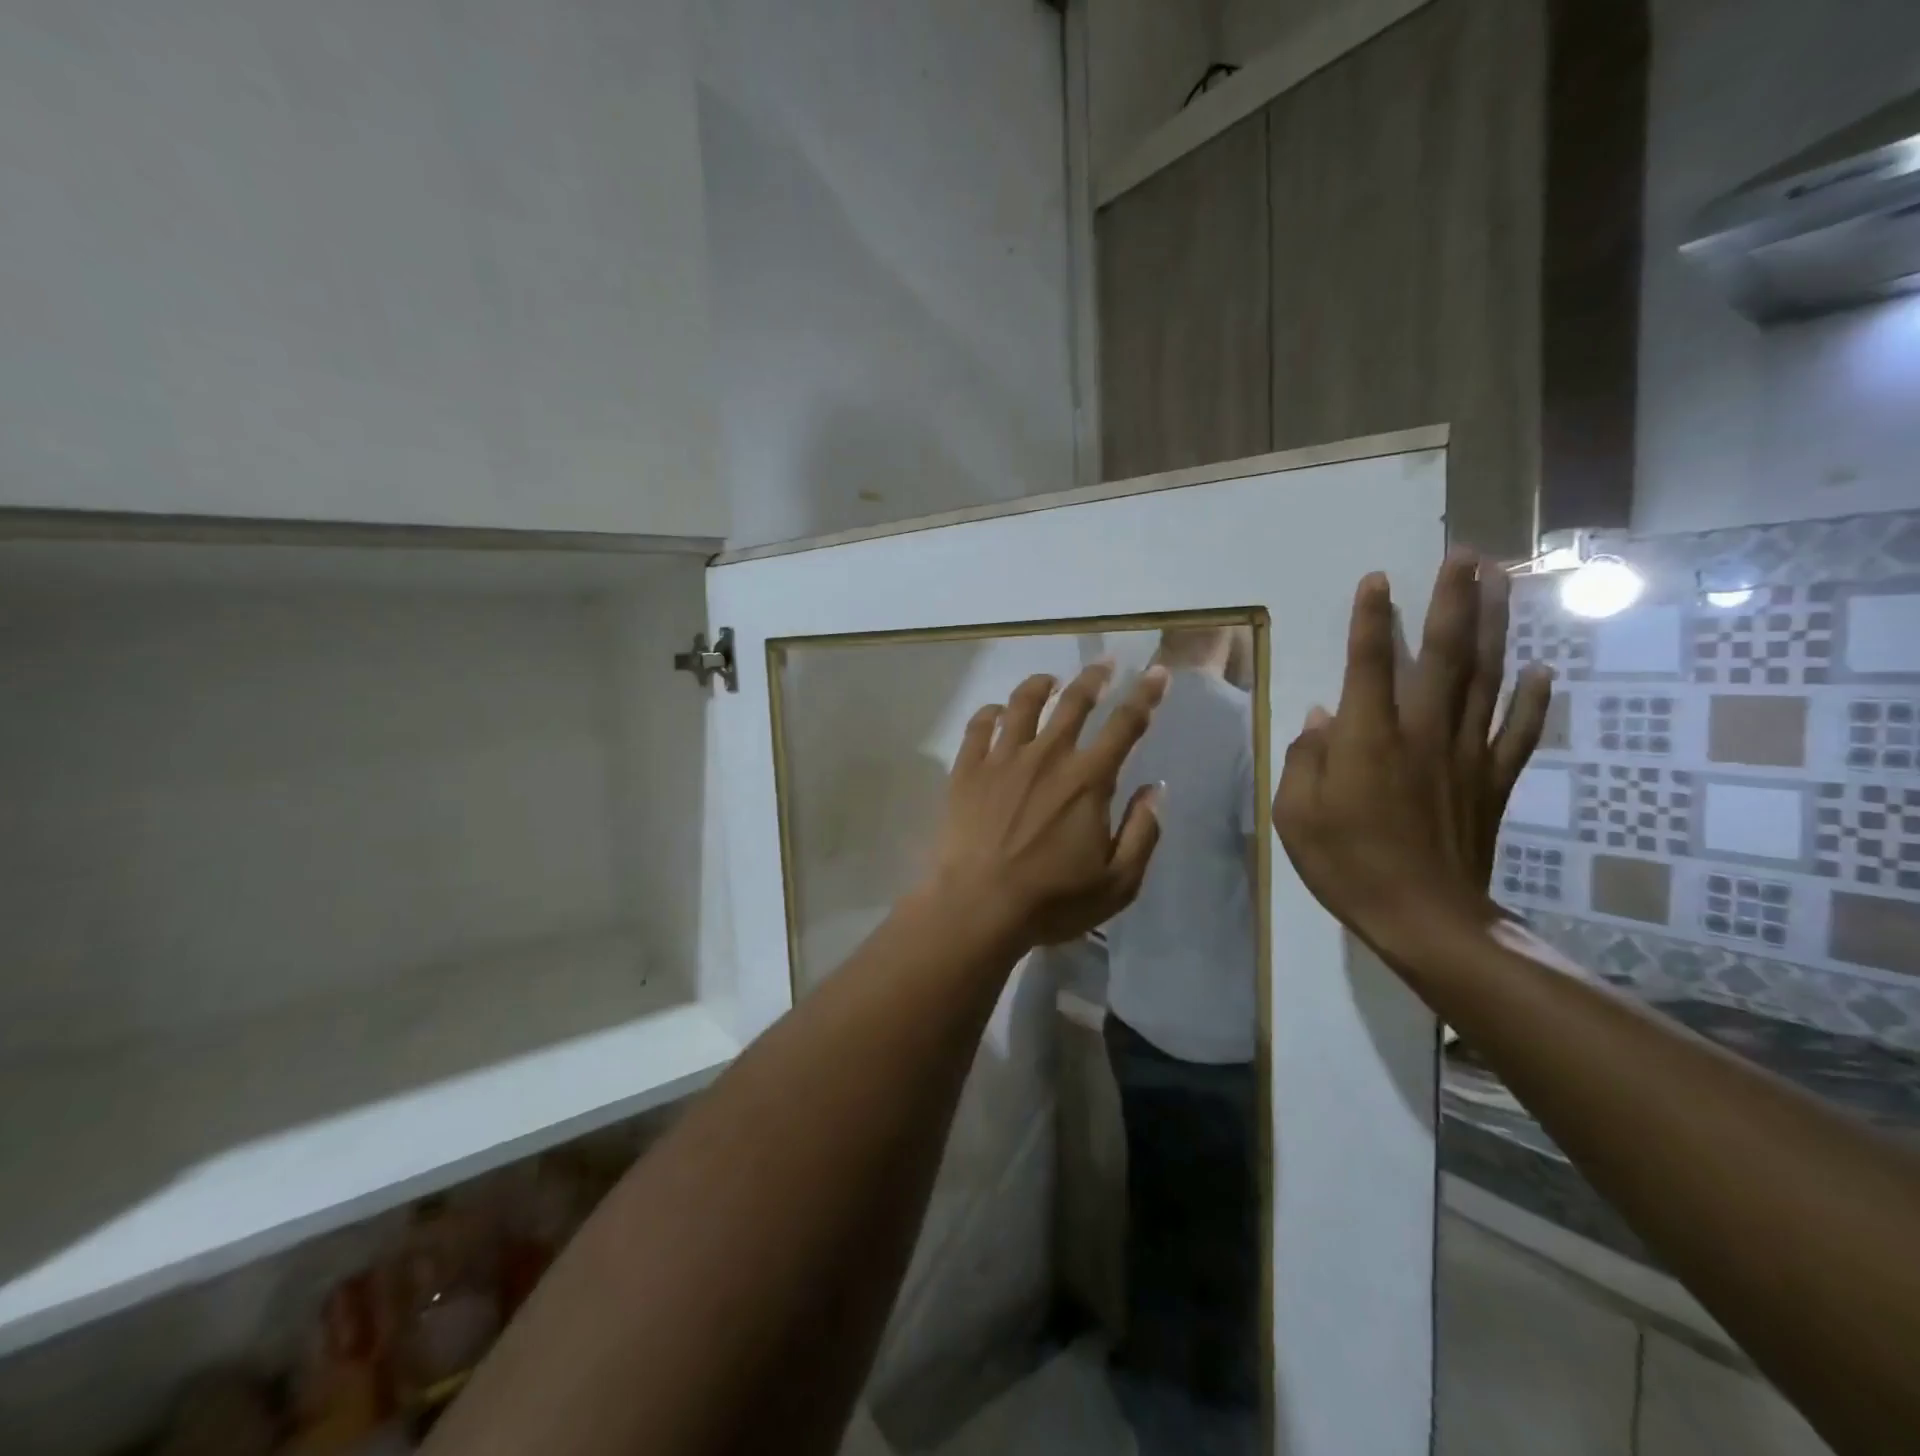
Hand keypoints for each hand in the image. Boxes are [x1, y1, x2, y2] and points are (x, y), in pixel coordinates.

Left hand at [928, 662, 1167, 947]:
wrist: (977, 906)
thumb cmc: (1052, 900)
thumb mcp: (1118, 882)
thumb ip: (1144, 832)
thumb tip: (1157, 789)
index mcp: (1088, 779)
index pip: (1126, 724)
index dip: (1146, 695)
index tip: (1157, 672)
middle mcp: (1047, 755)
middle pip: (1074, 702)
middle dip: (1094, 677)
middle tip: (1104, 663)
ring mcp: (1002, 758)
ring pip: (1023, 703)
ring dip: (1040, 685)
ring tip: (1049, 680)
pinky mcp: (967, 769)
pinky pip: (979, 726)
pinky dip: (991, 712)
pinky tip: (996, 712)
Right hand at [1272, 551, 1551, 955]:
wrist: (1423, 917)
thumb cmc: (1346, 863)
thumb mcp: (1295, 814)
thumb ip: (1304, 759)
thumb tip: (1320, 718)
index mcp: (1368, 739)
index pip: (1368, 664)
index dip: (1371, 619)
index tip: (1377, 578)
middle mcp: (1422, 732)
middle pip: (1444, 654)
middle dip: (1453, 601)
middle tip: (1466, 555)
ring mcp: (1465, 754)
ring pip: (1486, 678)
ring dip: (1494, 627)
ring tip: (1501, 584)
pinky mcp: (1492, 781)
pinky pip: (1517, 733)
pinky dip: (1532, 701)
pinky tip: (1541, 672)